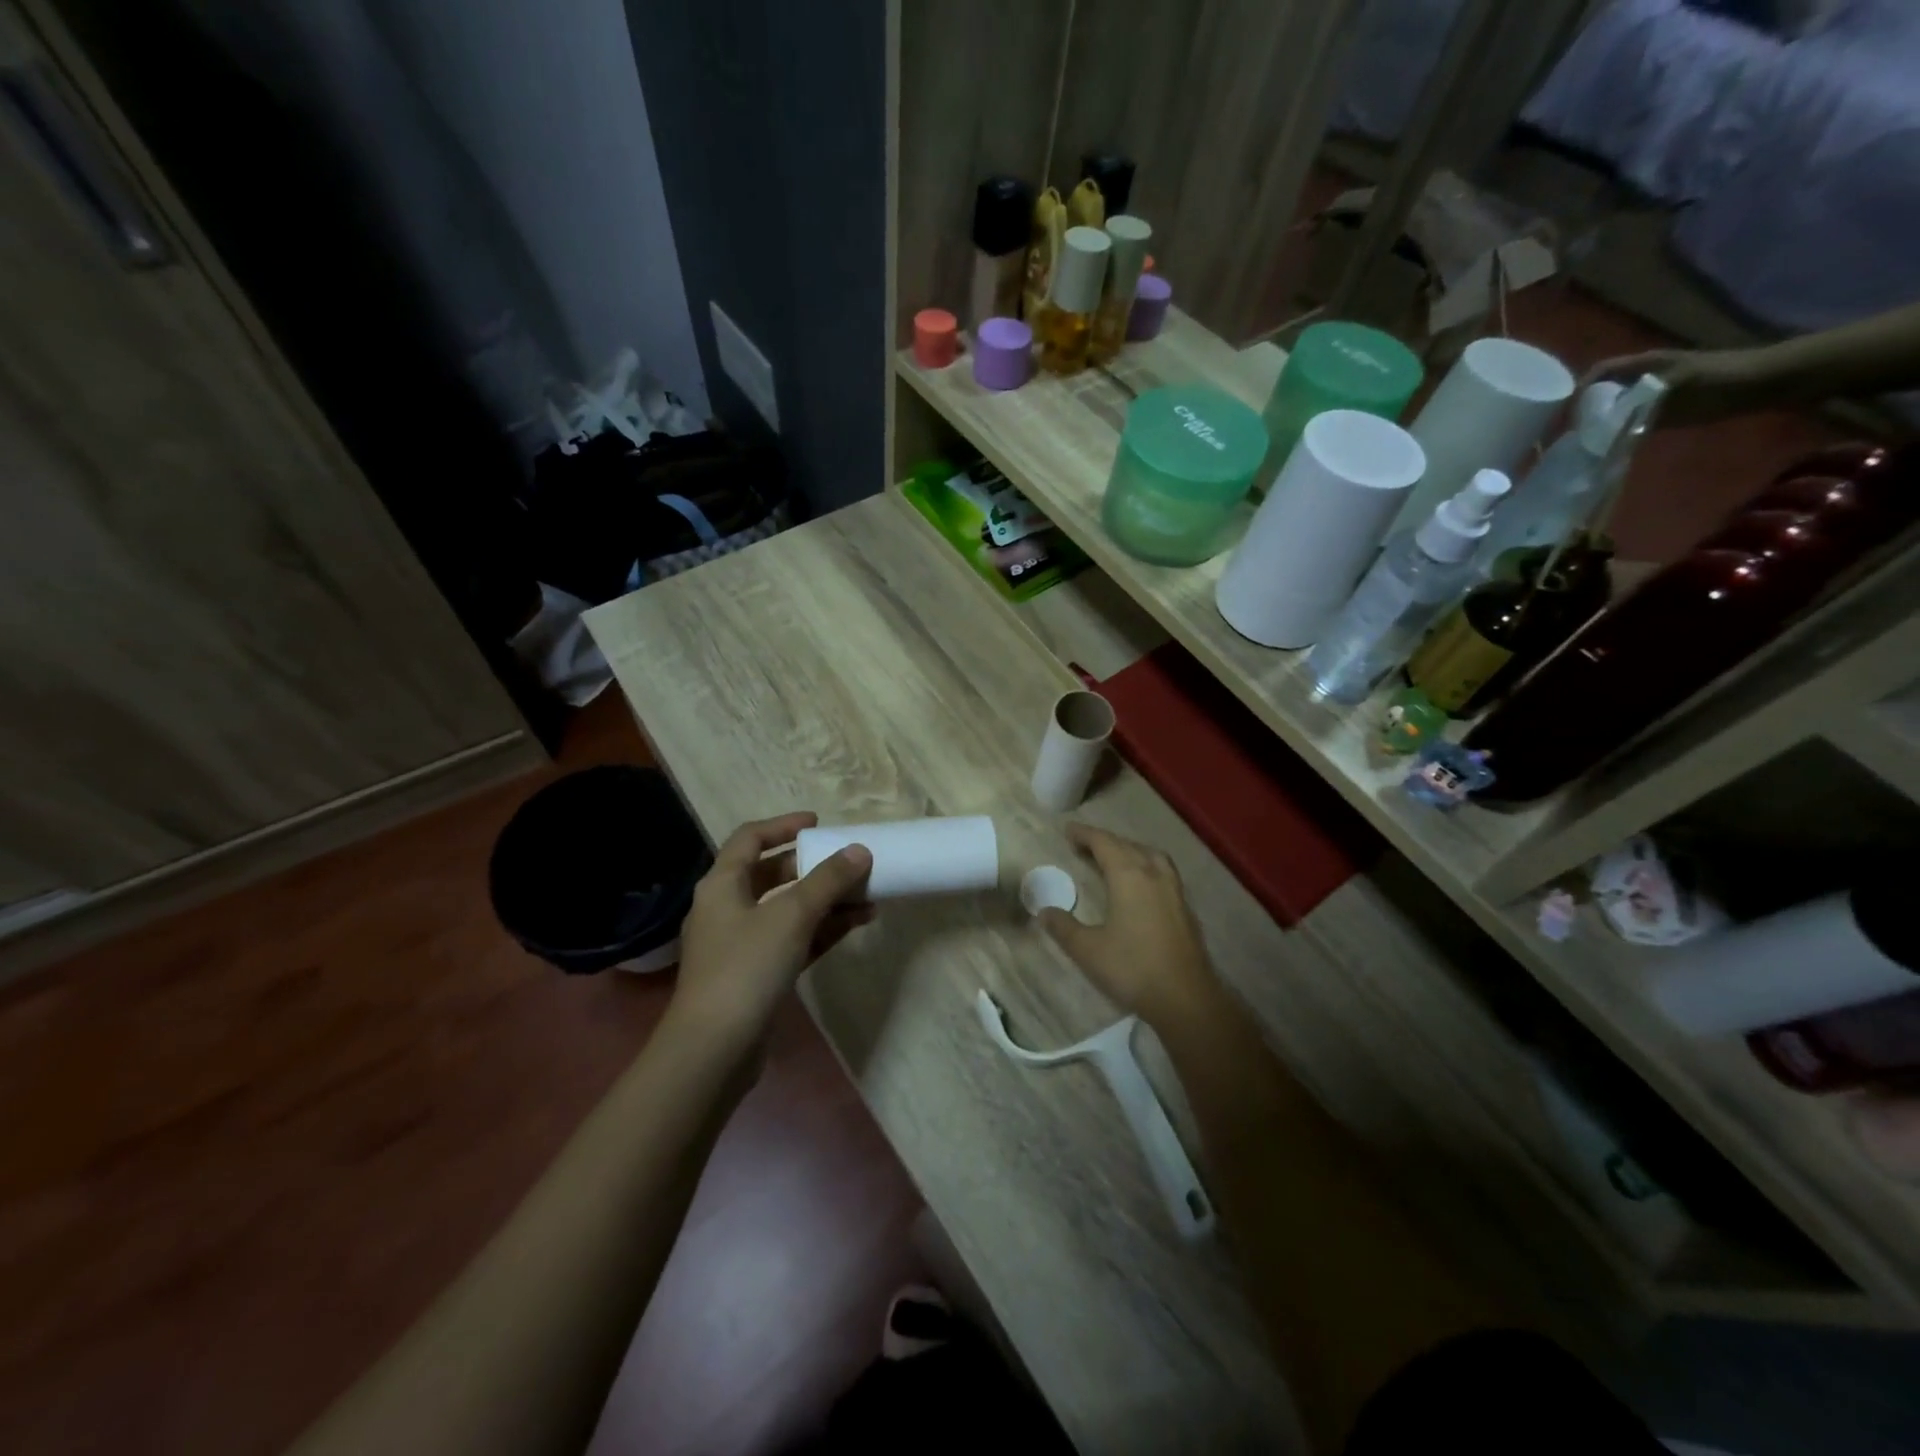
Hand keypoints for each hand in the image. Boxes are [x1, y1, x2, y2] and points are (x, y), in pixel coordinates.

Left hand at [668, 812, 872, 1048]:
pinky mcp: (757, 975)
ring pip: (788, 910)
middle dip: (813, 867)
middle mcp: (728, 909)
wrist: (715, 1049)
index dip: (783, 825)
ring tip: (866, 894)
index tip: (818, 823)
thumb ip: (827, 881)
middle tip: (847, 861)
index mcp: (722, 885)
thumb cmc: (746, 968)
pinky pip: (794, 939)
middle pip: (772, 875)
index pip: (750, 839)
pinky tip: (856, 923)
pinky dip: (822, 929)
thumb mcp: (791, 916)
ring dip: (825, 900)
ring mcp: (742, 944)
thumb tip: (859, 850)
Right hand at [1037, 823, 1217, 1027]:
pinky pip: (1162, 871)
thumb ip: (1063, 928)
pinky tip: (1140, 884)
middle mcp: (1154, 874)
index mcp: (1129, 876)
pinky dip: (1145, 866)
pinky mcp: (1185, 908)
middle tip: (1083, 845)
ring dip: (1129, 850)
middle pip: (1127, 846)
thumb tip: (1044, 912)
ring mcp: (1174, 890)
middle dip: (1104, 841)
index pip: (1104, 843)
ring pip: (1150, 856)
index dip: (1085, 834)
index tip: (1068, 831)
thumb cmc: (1132, 969)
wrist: (1186, 998)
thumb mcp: (1088, 950)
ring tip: (1113, 859)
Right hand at [1582, 346, 1768, 427]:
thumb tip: (1597, 428)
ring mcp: (1656, 390)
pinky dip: (1618, 429)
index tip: (1564, 418)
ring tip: (1584, 442)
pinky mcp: (1667, 405)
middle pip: (1602, 391)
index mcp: (1644, 364)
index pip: (1597, 374)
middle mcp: (1644, 374)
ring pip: (1615, 405)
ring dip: (1599, 422)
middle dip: (1582, 411)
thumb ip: (1634, 405)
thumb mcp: (1674, 388)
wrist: (1768, 382)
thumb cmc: (1721, 380)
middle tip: (1568, 435)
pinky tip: (1613, 443)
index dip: (1577, 393)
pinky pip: (1631, 416)